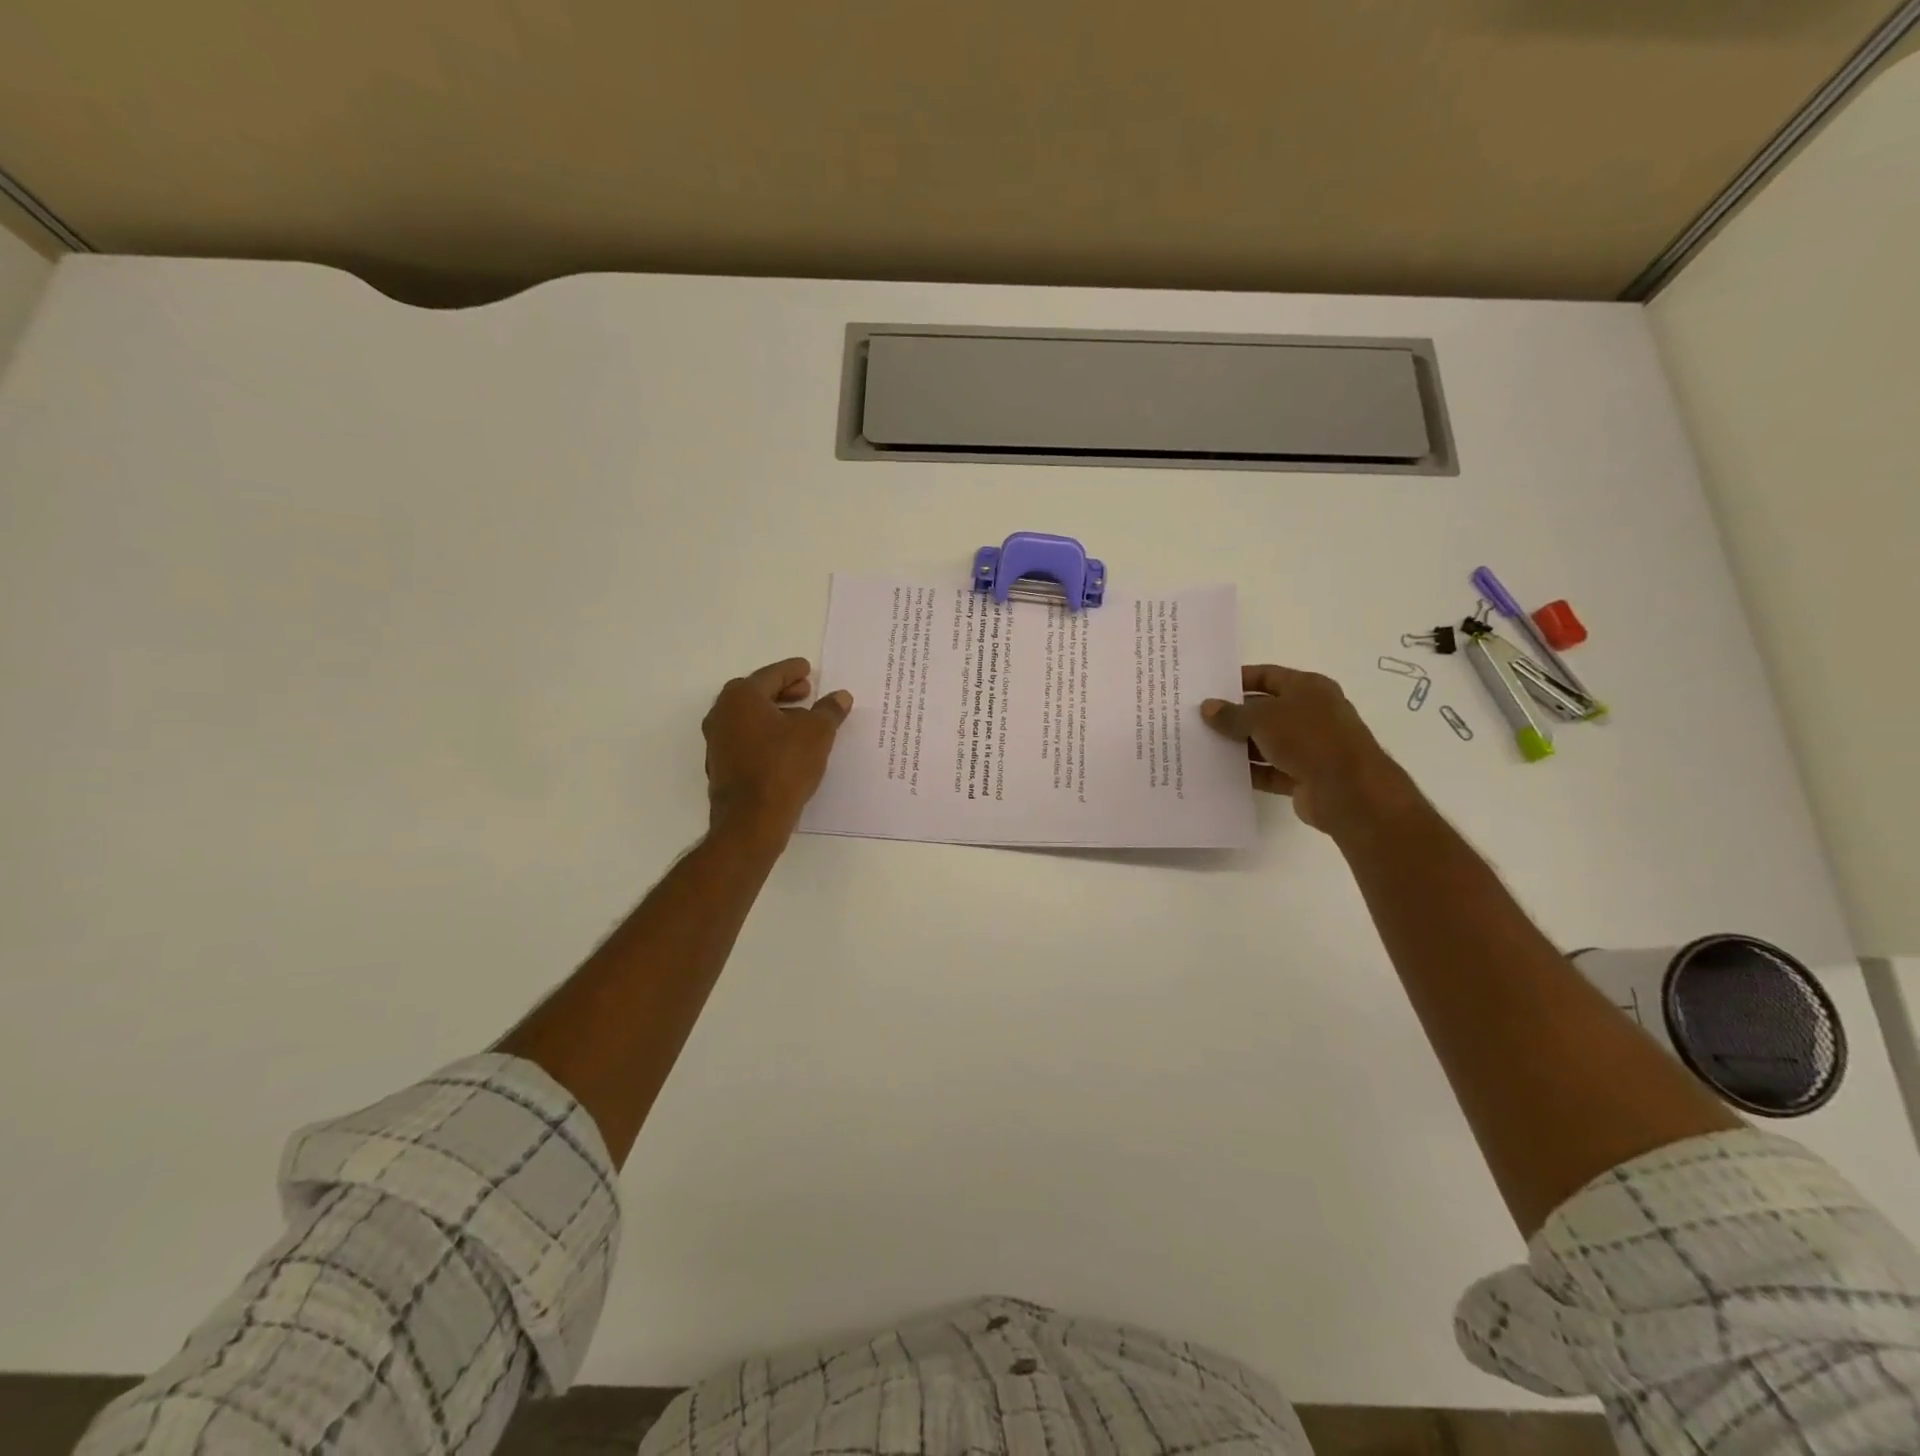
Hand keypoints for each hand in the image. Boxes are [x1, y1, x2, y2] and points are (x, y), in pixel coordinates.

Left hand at [702, 658, 852, 838]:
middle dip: (783, 692)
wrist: (751, 819)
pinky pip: (747, 740)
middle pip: (756, 694)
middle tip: (807, 692)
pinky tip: (787, 748)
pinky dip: (766, 736)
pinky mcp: (721, 767)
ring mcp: (717, 742)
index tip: (807, 668)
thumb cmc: (784, 765)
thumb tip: (840, 696)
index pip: (771, 675)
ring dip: (775, 715)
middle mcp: (722, 714)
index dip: (792, 671)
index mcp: (741, 697)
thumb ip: (829, 711)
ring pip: (750, 719)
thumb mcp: (817, 733)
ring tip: (803, 721)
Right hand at [1201, 665, 1412, 833]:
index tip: (1209, 688)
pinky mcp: (1304, 776)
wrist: (1348, 790)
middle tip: (1199, 720)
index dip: (1239, 679)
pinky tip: (1222, 773)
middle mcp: (1311, 713)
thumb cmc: (1308, 738)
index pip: (1268, 675)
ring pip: (1266, 742)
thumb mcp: (1263, 718)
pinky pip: (1270, 770)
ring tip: (1204, 747)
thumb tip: (1208, 707)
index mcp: (1308, 688)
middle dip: (1235, 715)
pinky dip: (1250, 772)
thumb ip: (1232, 714)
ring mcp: (1309, 746)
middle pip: (1265, 710)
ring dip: (1240, 746)